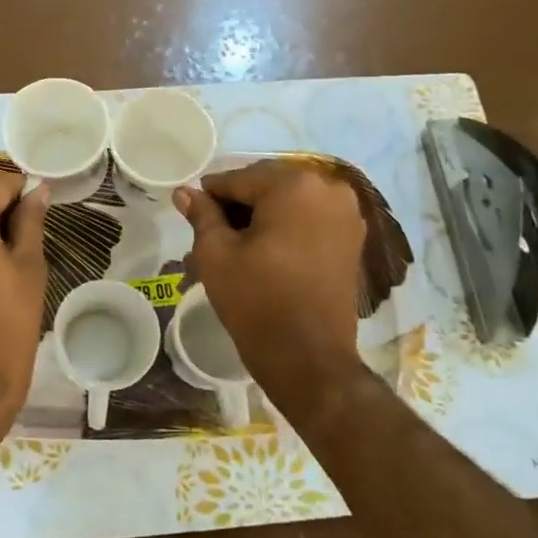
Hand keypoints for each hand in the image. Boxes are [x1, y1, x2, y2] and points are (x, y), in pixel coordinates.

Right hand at [174, 161, 366, 413]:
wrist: (309, 359)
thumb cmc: (256, 300)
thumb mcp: (216, 254)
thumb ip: (202, 215)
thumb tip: (184, 192)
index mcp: (294, 185)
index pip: (240, 178)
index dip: (211, 195)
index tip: (192, 210)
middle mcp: (328, 188)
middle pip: (268, 185)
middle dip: (239, 204)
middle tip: (212, 230)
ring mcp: (347, 214)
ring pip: (290, 201)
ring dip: (262, 215)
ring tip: (235, 243)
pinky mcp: (353, 239)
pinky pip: (311, 218)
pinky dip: (287, 227)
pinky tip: (265, 250)